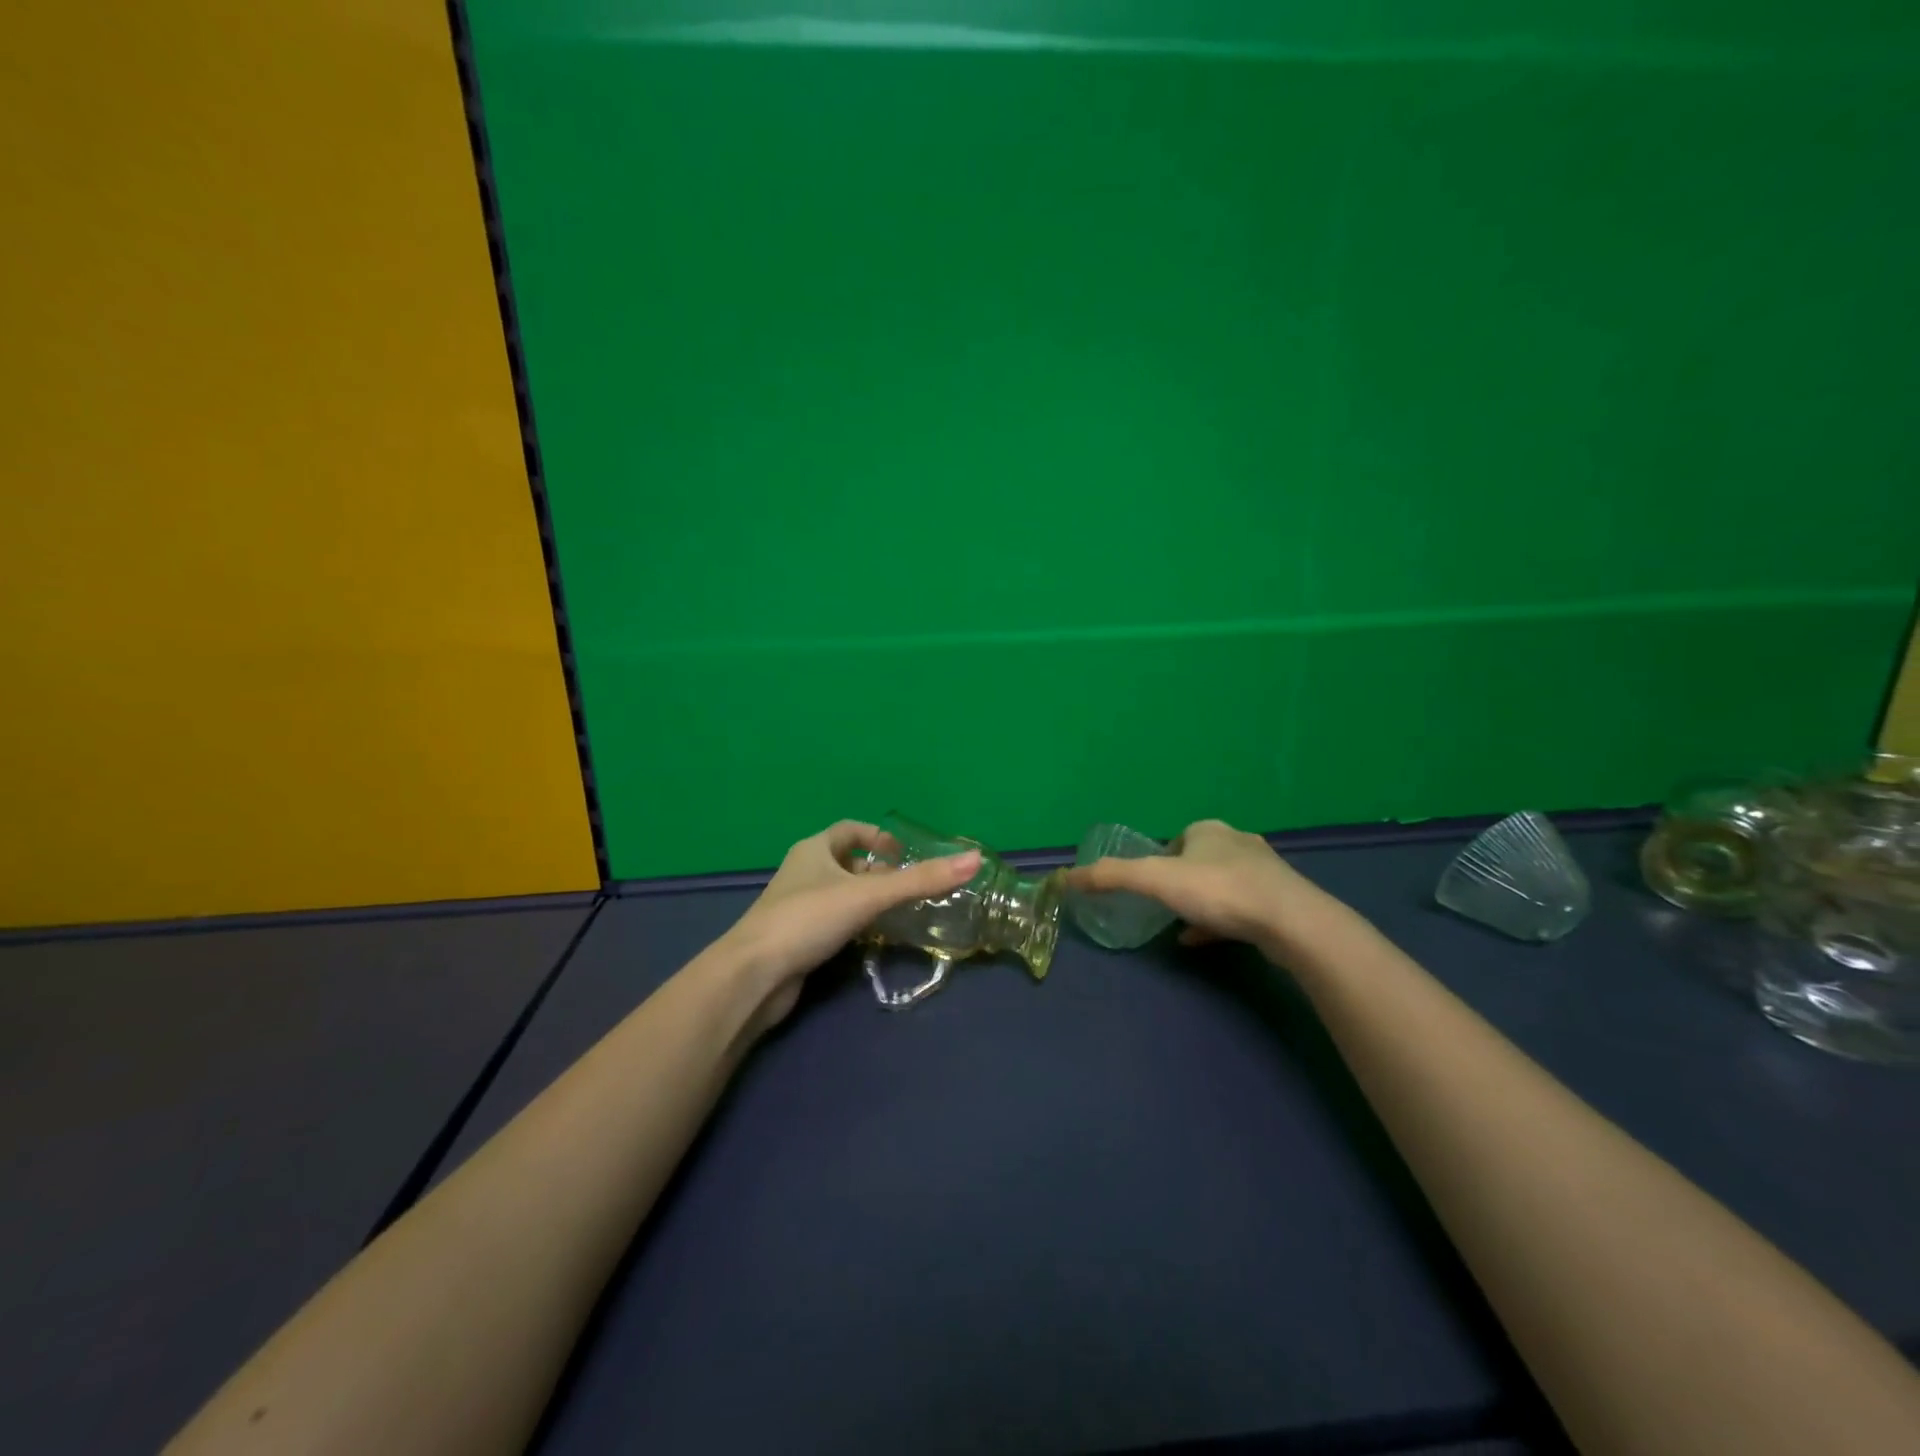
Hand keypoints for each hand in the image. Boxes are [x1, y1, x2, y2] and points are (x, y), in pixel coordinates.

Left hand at [717, 821, 980, 1031]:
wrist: (754, 975)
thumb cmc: (808, 919)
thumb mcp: (870, 895)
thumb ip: (921, 880)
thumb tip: (974, 860)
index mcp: (814, 849)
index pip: (849, 829)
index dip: (877, 836)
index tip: (903, 854)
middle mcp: (803, 872)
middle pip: (846, 861)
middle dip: (878, 871)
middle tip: (909, 886)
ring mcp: (796, 906)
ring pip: (840, 894)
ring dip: (867, 899)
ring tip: (899, 913)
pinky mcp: (796, 938)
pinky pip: (832, 921)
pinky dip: (854, 924)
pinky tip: (872, 940)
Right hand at [1065, 819, 1334, 962]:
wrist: (1291, 922)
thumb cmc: (1219, 891)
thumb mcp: (1155, 881)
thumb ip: (1111, 877)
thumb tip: (1066, 877)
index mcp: (1208, 830)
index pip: (1175, 841)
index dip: (1158, 862)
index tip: (1149, 888)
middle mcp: (1237, 842)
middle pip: (1199, 860)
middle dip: (1182, 881)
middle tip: (1165, 907)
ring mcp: (1264, 872)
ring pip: (1223, 884)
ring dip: (1202, 902)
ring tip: (1183, 926)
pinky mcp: (1281, 900)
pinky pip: (1242, 908)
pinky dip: (1220, 922)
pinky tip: (1206, 940)